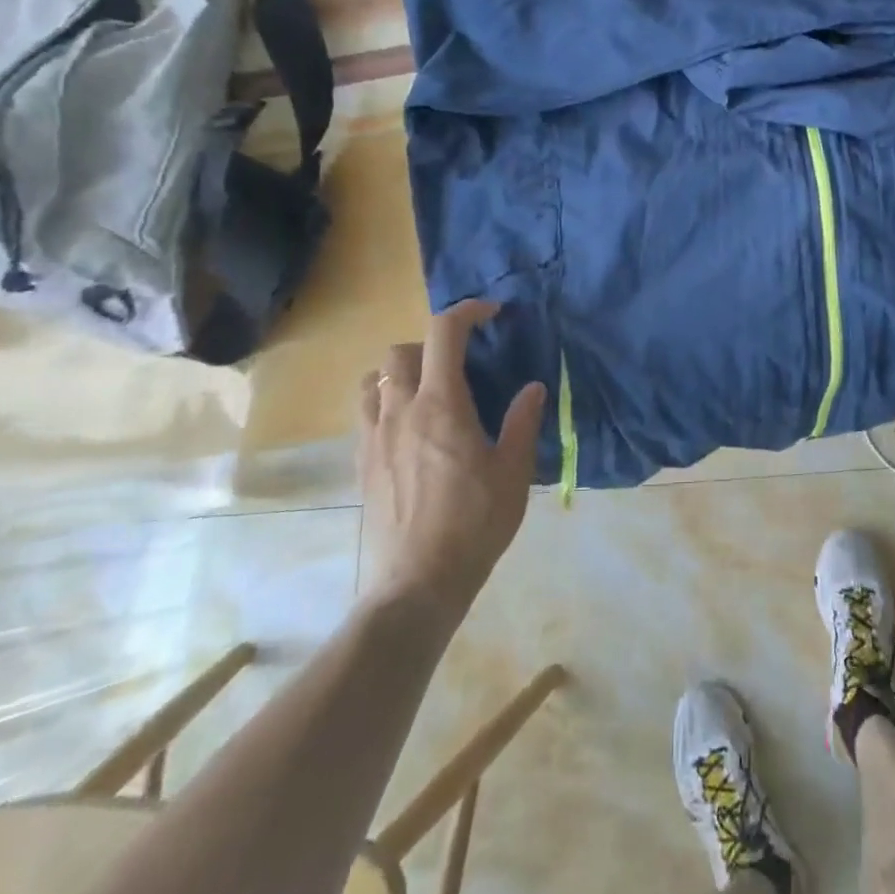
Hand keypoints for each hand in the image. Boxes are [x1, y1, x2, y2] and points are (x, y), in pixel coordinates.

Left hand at [357, 301, 545, 621]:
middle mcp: (400, 410)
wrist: (419, 581)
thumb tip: (533, 387)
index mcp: (442, 404)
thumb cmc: (475, 522)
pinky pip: (364, 412)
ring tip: (427, 392)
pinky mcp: (361, 462)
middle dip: (430, 345)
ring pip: (373, 379)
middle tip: (459, 365)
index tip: (491, 314)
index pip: (444, 333)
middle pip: (400, 350)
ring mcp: (374, 436)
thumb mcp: (514, 471)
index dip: (467, 312)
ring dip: (399, 372)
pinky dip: (384, 401)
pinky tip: (408, 429)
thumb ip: (522, 422)